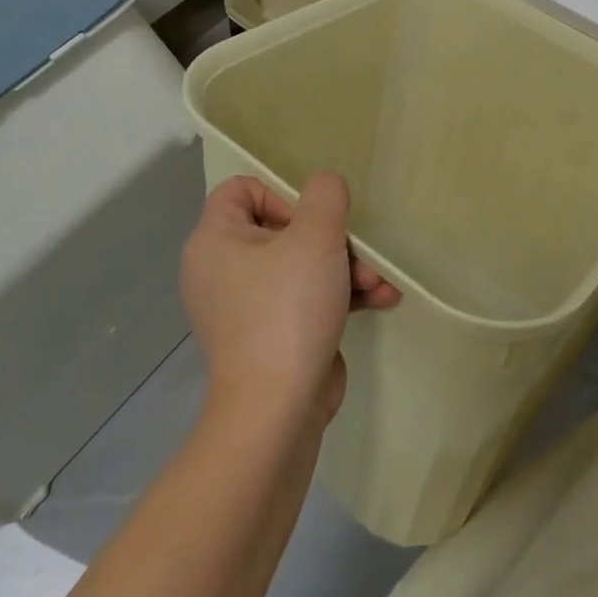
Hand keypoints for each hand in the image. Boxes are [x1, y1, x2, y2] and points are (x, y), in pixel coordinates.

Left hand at [180, 173, 400, 430]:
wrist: (278, 409)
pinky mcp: (272, 334)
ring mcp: (247, 306)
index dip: (281, 193)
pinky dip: (340, 295)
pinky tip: (382, 299)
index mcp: (215, 241)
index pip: (241, 189)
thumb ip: (325, 195)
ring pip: (302, 265)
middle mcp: (223, 270)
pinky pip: (307, 298)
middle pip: (282, 227)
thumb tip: (325, 187)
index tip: (311, 219)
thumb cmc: (288, 308)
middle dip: (332, 238)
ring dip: (347, 267)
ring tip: (379, 281)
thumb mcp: (316, 236)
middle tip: (357, 252)